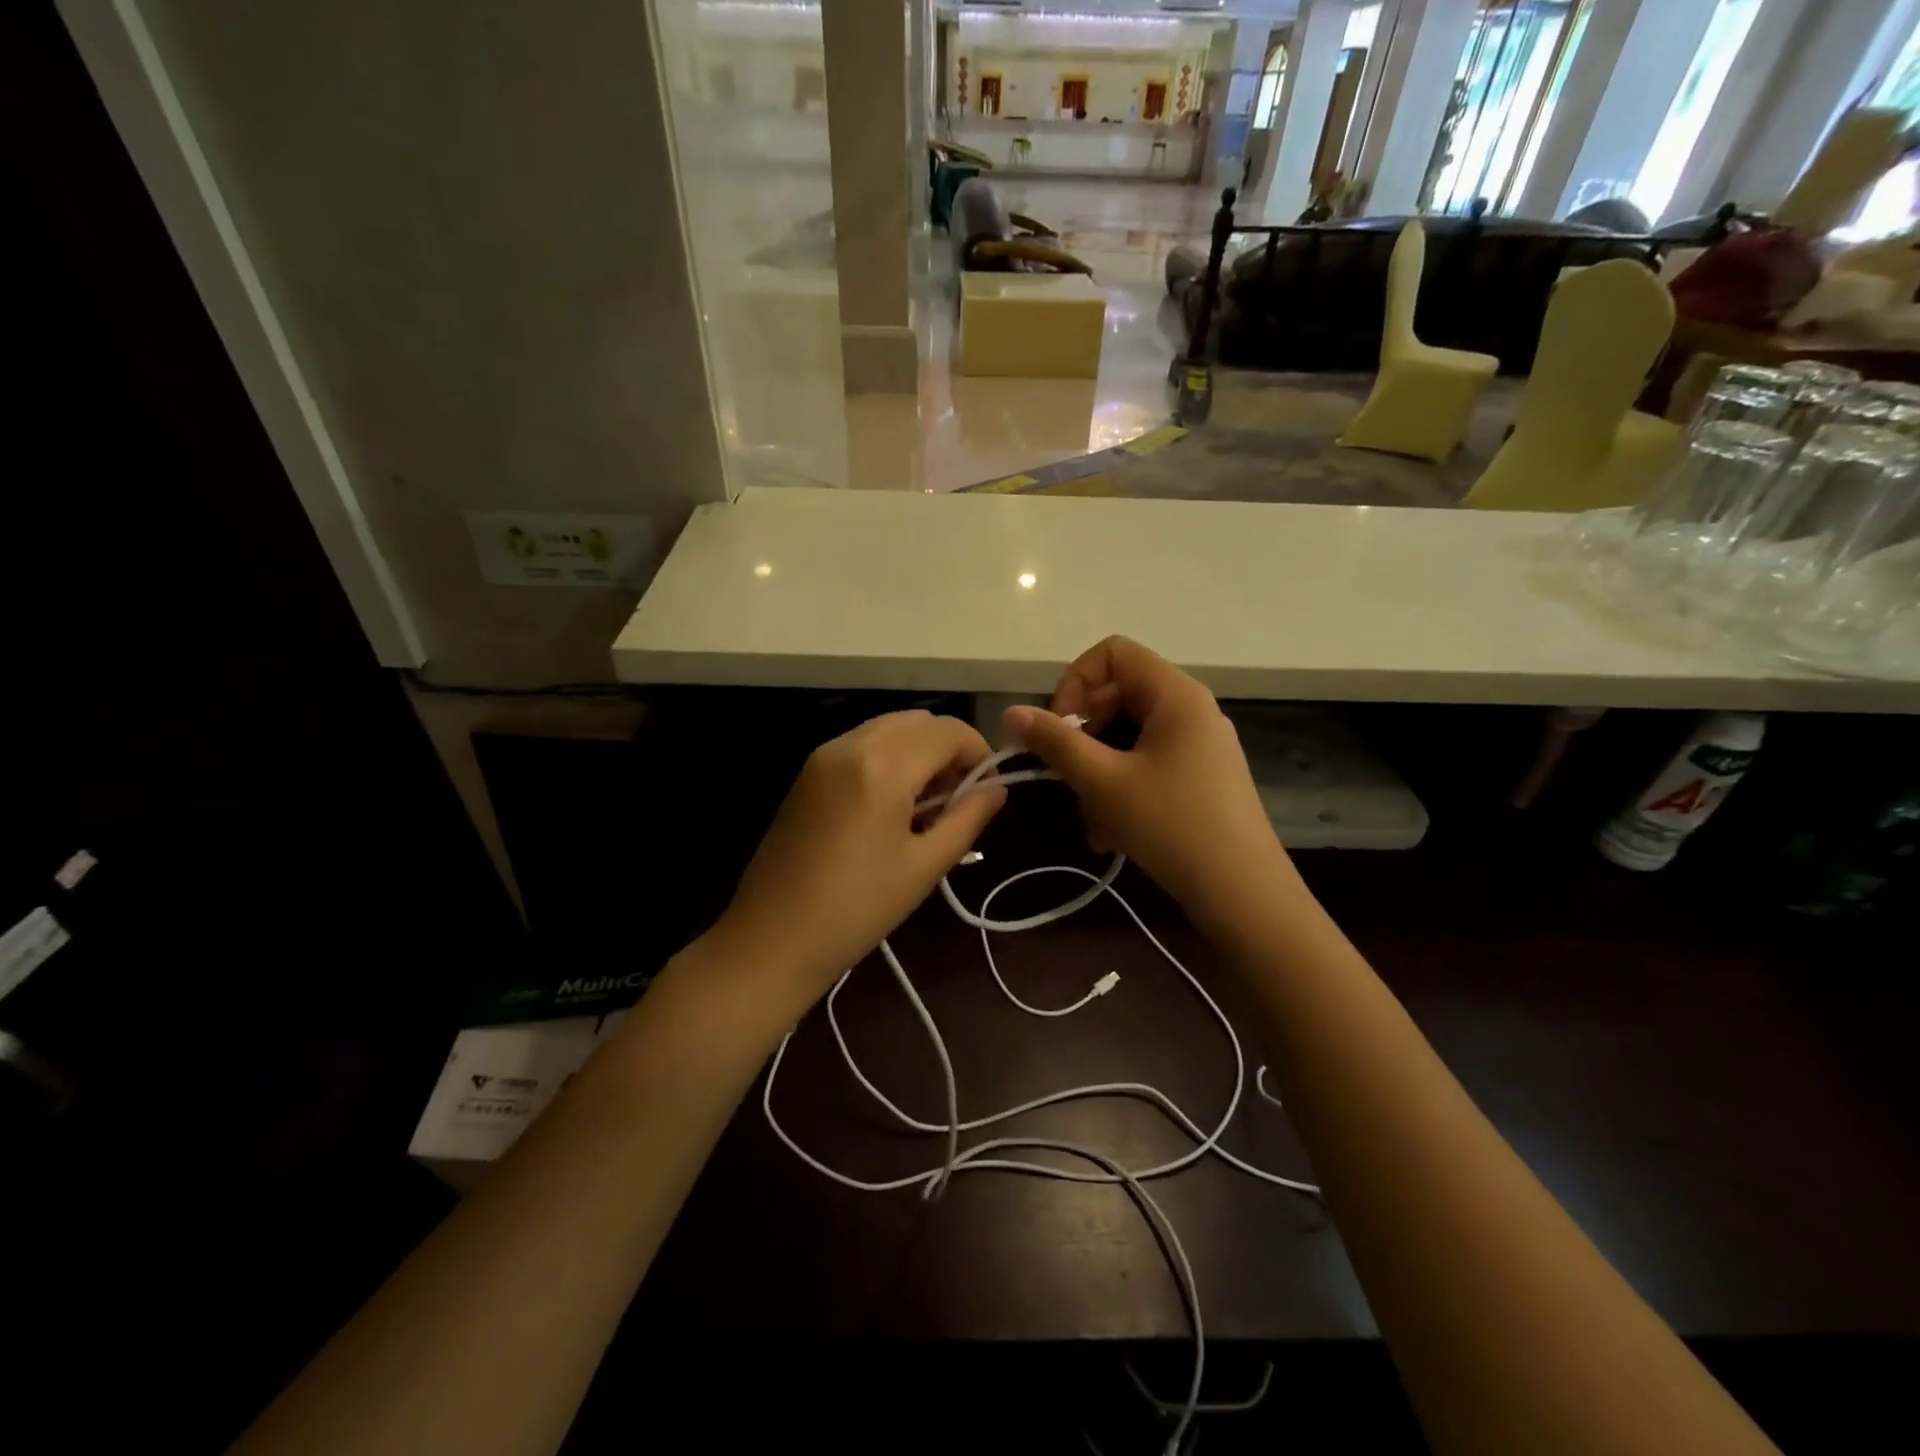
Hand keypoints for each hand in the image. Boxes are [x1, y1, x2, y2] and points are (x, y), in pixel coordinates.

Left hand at [718, 711, 1006, 1008]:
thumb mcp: (924, 866)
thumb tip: (996, 790)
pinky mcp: (808, 772)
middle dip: (948, 749)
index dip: (979, 753)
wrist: (771, 938)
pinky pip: (862, 744)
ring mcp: (823, 755)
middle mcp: (851, 745)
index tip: (987, 790)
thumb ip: (967, 818)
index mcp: (883, 766)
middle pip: (918, 721)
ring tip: (926, 805)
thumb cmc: (857, 909)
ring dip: (918, 751)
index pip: (948, 731)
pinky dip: (889, 758)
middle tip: (957, 799)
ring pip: (889, 728)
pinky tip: (890, 805)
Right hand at [1004, 637, 1294, 927]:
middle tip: (1066, 775)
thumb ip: (1055, 742)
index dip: (1076, 682)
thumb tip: (1011, 712)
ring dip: (1097, 773)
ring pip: (1128, 738)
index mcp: (1175, 694)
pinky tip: (1110, 834)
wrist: (1243, 893)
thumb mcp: (1104, 782)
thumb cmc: (1173, 826)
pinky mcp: (1200, 778)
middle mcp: (1191, 709)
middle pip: (1118, 695)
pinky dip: (1121, 790)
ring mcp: (1199, 745)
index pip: (1113, 653)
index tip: (1060, 727)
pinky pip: (1147, 765)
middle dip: (1083, 735)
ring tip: (1091, 820)